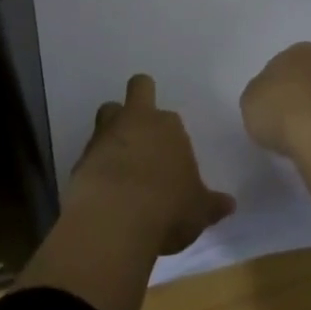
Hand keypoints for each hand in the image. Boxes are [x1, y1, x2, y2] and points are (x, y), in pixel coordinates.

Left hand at [71, 74, 234, 255]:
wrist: (114, 219)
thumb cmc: (167, 207)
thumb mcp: (198, 210)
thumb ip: (212, 204)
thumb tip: (229, 204)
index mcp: (168, 126)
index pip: (170, 118)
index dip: (170, 135)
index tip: (172, 158)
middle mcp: (136, 121)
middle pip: (137, 90)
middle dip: (139, 100)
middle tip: (142, 126)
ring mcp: (105, 136)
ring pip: (106, 114)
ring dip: (112, 130)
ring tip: (120, 159)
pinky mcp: (80, 158)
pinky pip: (90, 152)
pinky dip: (96, 165)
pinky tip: (103, 189)